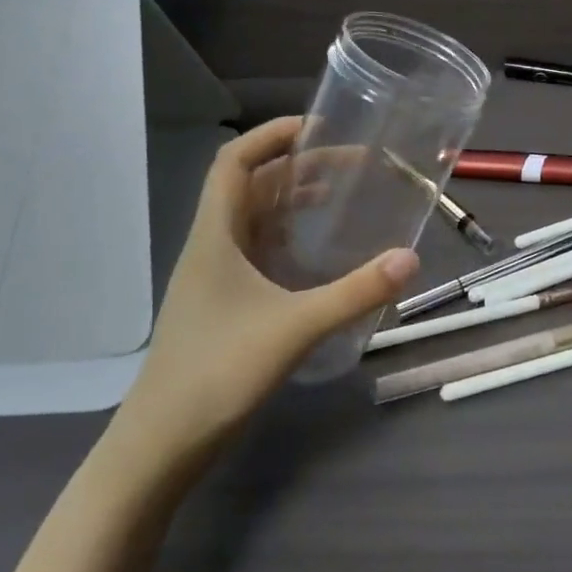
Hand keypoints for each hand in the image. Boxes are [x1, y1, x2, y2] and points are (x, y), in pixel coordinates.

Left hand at [112, 118, 418, 472]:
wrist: (161, 444)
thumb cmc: (217, 372)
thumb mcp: (295, 327)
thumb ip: (355, 292)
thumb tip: (410, 259)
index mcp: (216, 236)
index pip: (235, 163)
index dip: (271, 135)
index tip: (318, 126)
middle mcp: (213, 247)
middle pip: (252, 188)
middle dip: (299, 167)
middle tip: (352, 164)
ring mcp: (216, 279)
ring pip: (257, 222)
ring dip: (295, 202)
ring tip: (343, 197)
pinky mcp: (226, 306)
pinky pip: (261, 254)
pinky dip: (292, 240)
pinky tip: (322, 256)